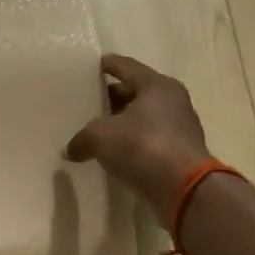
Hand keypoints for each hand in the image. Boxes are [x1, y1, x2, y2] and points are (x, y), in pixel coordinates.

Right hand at [64, 54, 211, 212]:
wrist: (184, 189)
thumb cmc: (142, 146)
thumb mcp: (100, 137)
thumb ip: (81, 139)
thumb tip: (71, 150)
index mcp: (156, 85)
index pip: (126, 66)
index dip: (106, 65)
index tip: (91, 66)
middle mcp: (172, 101)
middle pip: (136, 92)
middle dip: (112, 98)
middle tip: (88, 103)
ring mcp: (180, 128)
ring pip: (143, 118)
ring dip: (123, 123)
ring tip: (97, 130)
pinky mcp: (180, 153)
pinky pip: (149, 141)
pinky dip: (133, 144)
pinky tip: (114, 154)